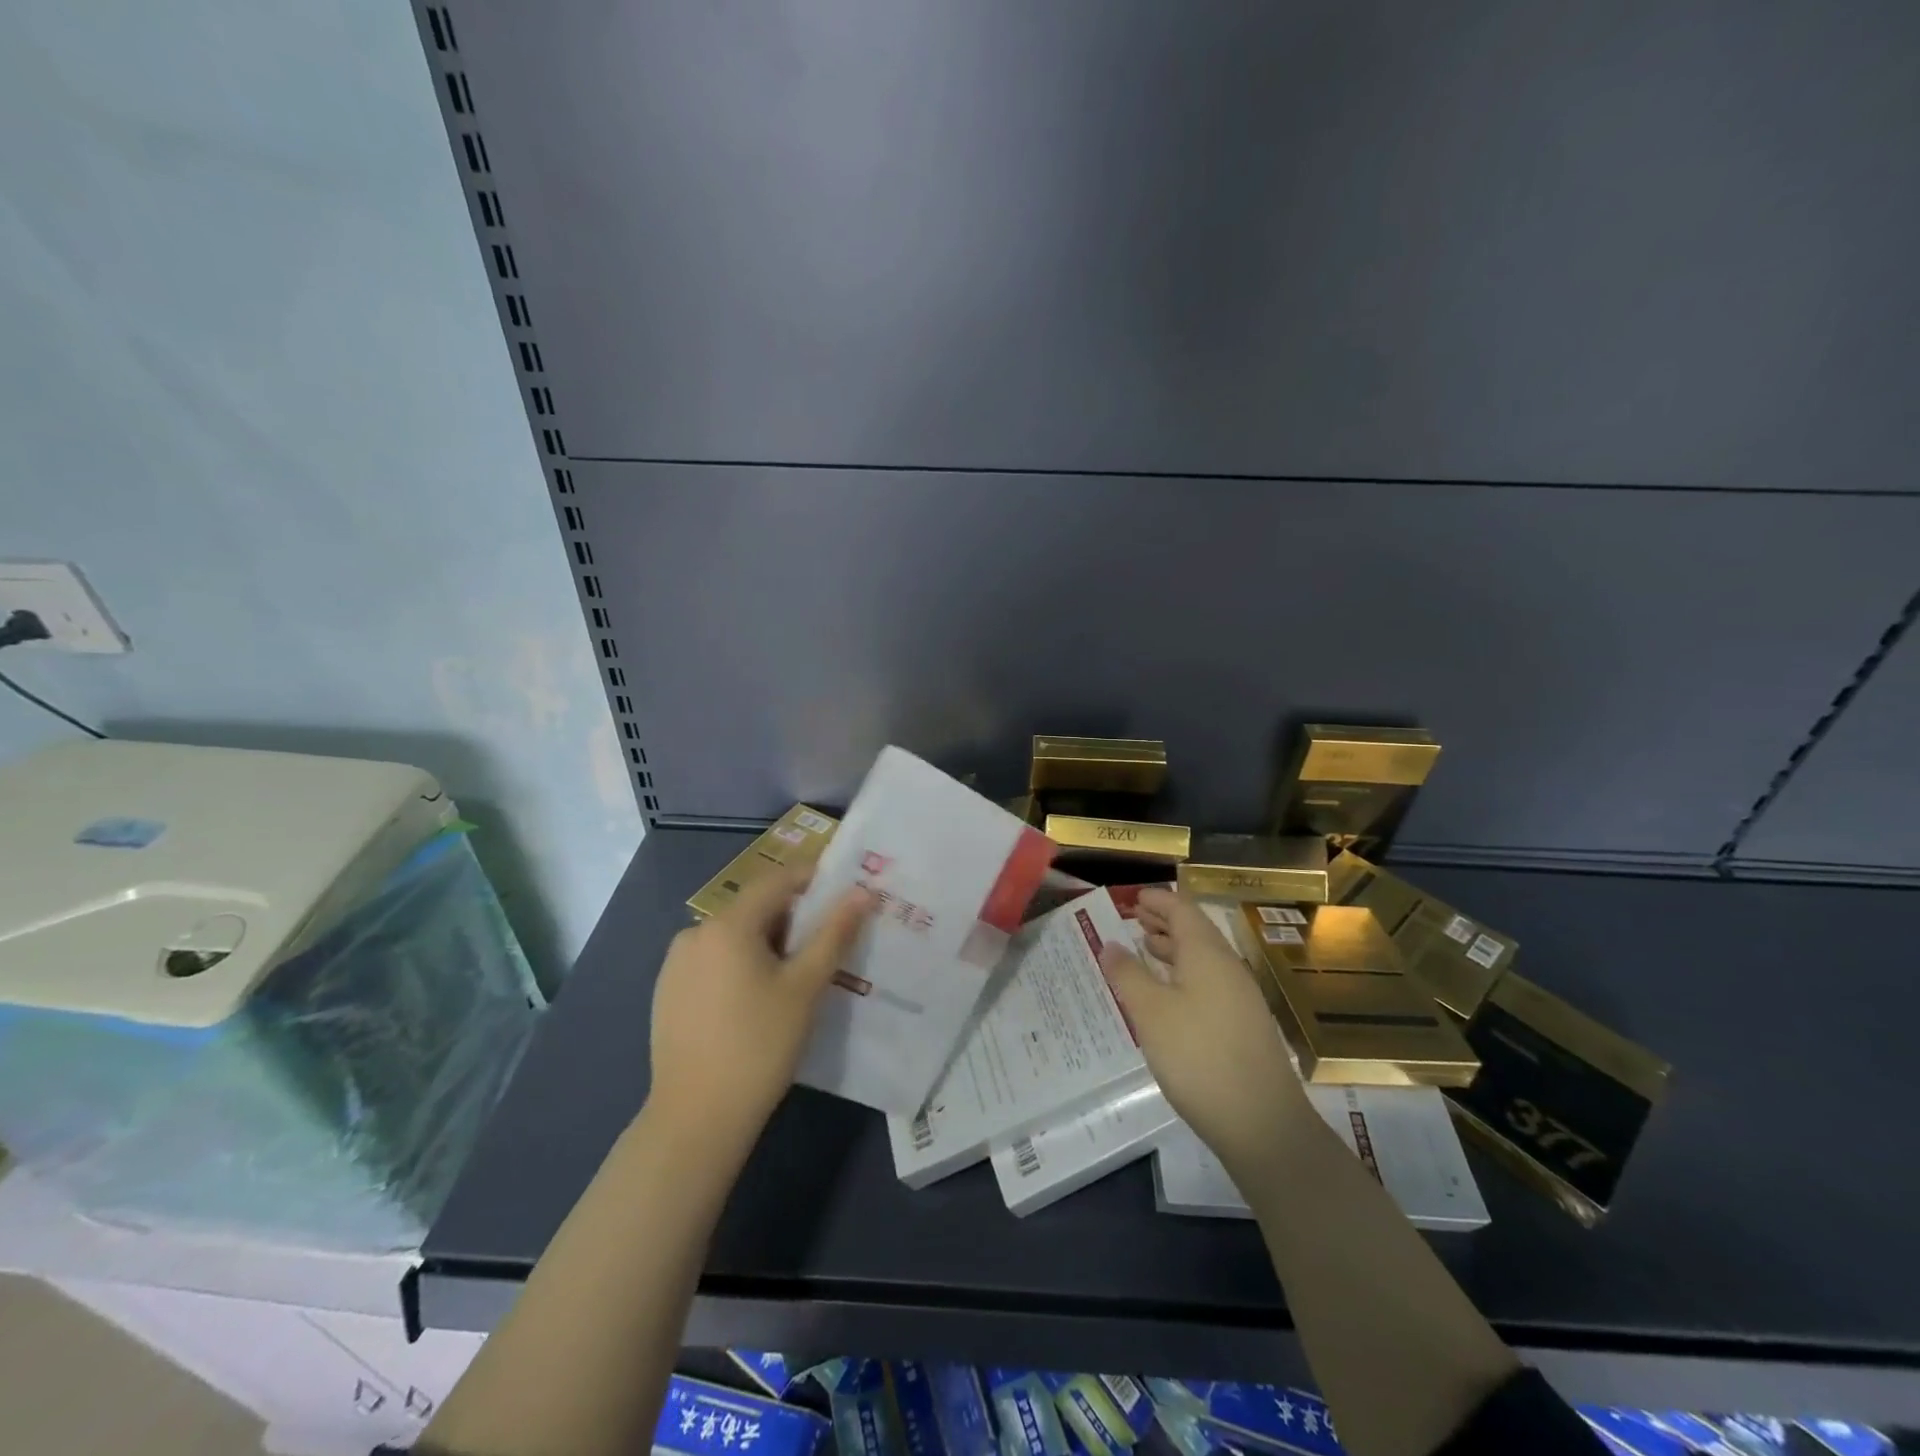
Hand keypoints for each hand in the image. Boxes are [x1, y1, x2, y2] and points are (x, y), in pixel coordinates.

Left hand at [648, 868, 874, 1155]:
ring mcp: (675, 964)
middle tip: (825, 948)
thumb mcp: (805, 987)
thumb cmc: (759, 1046)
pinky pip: (713, 962)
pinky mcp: (666, 993)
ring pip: (733, 937)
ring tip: (795, 980)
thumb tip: (861, 893)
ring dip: (766, 945)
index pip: (777, 880)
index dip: (813, 880)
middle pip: (754, 909)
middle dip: (793, 920)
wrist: (695, 1119)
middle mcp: (695, 932)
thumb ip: (834, 934)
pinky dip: (740, 966)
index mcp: (728, 924)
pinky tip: (755, 1003)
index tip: (843, 896)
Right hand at [1101, 888, 1306, 1176]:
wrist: (1261, 1123)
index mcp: (1207, 954)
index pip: (1182, 909)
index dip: (1158, 900)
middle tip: (1133, 919)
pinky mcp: (1243, 1025)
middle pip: (1195, 931)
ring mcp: (1240, 997)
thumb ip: (1128, 974)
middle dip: (1164, 922)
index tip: (1133, 897)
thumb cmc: (1198, 1056)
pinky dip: (1183, 974)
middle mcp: (1228, 967)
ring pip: (1202, 958)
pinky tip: (1167, 995)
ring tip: (1144, 949)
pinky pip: (1209, 982)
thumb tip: (1110, 944)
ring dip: (1173, 949)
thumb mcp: (1151, 1012)